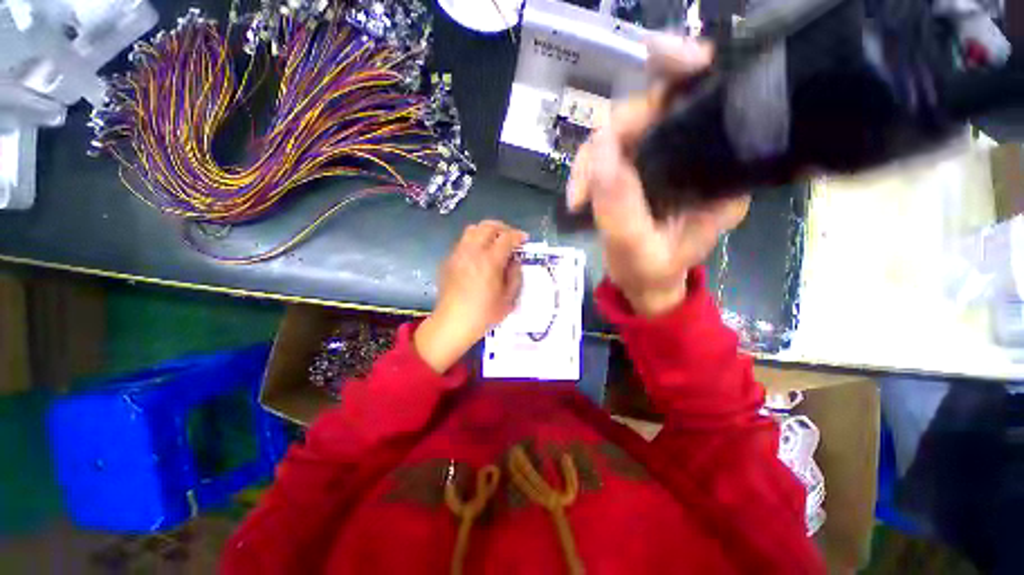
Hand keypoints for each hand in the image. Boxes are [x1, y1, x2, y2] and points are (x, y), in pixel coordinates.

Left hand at [415, 220, 527, 372]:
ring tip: (494, 242)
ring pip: (472, 230)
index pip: (507, 238)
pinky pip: (462, 242)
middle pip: (488, 226)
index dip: (518, 235)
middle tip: (510, 236)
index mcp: (490, 261)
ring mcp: (458, 254)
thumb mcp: (509, 300)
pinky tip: (478, 255)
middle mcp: (473, 251)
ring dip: (486, 231)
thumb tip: (514, 262)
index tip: (524, 239)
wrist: (452, 323)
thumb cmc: (483, 314)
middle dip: (502, 228)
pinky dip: (474, 241)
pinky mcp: (448, 260)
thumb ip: (515, 276)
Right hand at [566, 36, 749, 315]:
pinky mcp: (636, 167)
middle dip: (615, 133)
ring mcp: (662, 159)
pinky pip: (606, 151)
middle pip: (656, 109)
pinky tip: (578, 195)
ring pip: (624, 128)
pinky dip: (586, 168)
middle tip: (587, 176)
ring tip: (577, 197)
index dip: (683, 74)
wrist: (643, 285)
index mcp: (718, 172)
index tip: (656, 59)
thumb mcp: (638, 250)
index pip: (707, 104)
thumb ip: (621, 208)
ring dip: (591, 158)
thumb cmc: (651, 274)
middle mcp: (696, 155)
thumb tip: (600, 151)